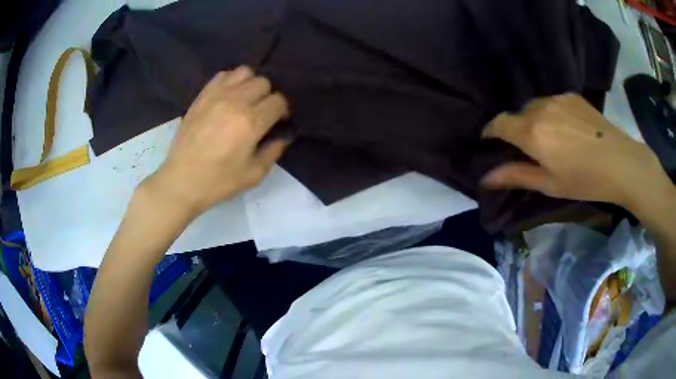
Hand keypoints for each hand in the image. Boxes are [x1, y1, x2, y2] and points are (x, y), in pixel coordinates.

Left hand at [144, 66, 289, 215]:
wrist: (182, 180)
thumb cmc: (218, 181)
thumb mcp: (253, 175)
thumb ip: (273, 152)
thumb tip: (284, 136)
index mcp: (251, 122)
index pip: (278, 101)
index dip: (283, 111)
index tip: (278, 122)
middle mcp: (236, 101)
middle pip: (264, 83)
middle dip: (268, 97)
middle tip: (261, 113)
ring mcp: (216, 95)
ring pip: (245, 73)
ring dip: (250, 84)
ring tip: (245, 100)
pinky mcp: (202, 96)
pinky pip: (222, 75)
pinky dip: (231, 81)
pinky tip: (228, 96)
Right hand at [481, 94, 672, 209]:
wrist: (620, 162)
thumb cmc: (585, 180)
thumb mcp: (550, 184)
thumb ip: (516, 176)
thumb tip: (484, 177)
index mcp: (531, 132)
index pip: (498, 123)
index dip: (490, 131)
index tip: (490, 141)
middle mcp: (539, 108)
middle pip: (517, 114)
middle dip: (516, 129)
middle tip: (529, 149)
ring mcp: (557, 98)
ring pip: (534, 106)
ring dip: (534, 120)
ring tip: (551, 138)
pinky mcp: (571, 96)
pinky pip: (552, 102)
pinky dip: (551, 113)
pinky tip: (567, 129)